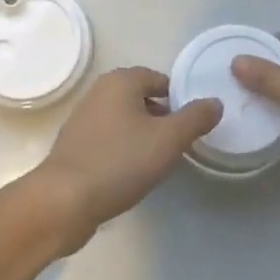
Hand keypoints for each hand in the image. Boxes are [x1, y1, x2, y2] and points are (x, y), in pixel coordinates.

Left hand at [29, 67, 220, 253]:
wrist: (65, 200)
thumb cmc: (120, 162)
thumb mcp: (168, 140)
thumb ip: (195, 118)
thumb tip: (215, 102)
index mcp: (120, 81)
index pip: (159, 79)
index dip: (178, 100)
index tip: (190, 126)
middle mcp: (99, 91)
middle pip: (141, 97)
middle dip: (161, 117)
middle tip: (177, 145)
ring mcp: (83, 117)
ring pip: (124, 118)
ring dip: (142, 134)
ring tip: (157, 161)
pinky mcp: (75, 143)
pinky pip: (109, 137)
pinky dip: (123, 148)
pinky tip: (130, 172)